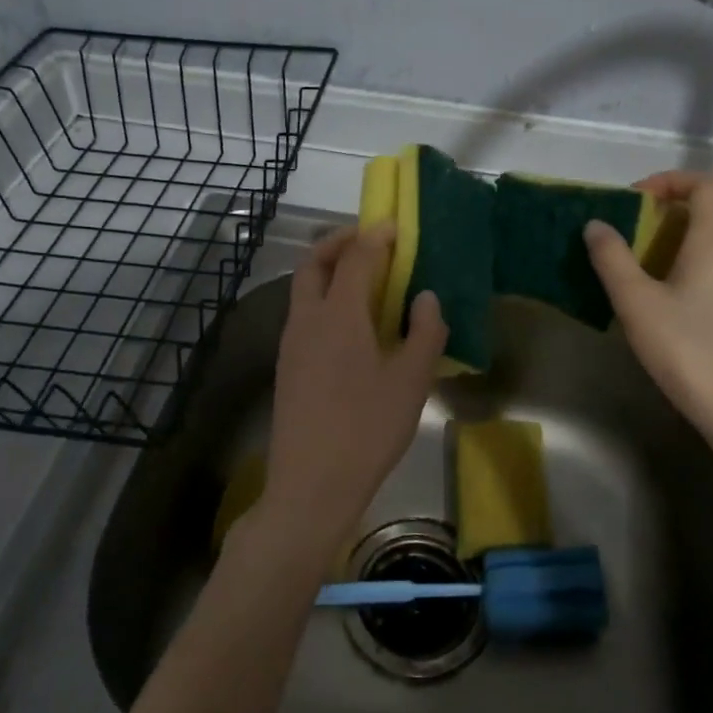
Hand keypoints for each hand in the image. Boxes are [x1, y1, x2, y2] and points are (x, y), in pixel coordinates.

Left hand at [253, 224, 447, 566]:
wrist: (310, 485)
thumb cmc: (367, 429)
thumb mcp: (411, 381)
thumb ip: (425, 332)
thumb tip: (425, 297)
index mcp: (338, 315)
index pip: (355, 257)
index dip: (376, 237)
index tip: (396, 227)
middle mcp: (307, 319)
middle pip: (314, 262)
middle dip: (339, 242)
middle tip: (369, 241)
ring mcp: (291, 344)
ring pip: (303, 288)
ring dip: (328, 270)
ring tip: (363, 280)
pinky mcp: (286, 367)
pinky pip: (303, 314)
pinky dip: (324, 299)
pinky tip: (349, 325)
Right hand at [583, 171, 712, 440]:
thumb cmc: (687, 350)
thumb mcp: (636, 302)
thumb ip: (612, 258)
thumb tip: (596, 224)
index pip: (705, 183)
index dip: (669, 180)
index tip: (635, 201)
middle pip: (706, 213)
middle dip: (662, 216)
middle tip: (625, 239)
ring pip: (711, 245)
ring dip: (673, 246)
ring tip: (636, 272)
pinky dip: (687, 269)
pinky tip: (663, 304)